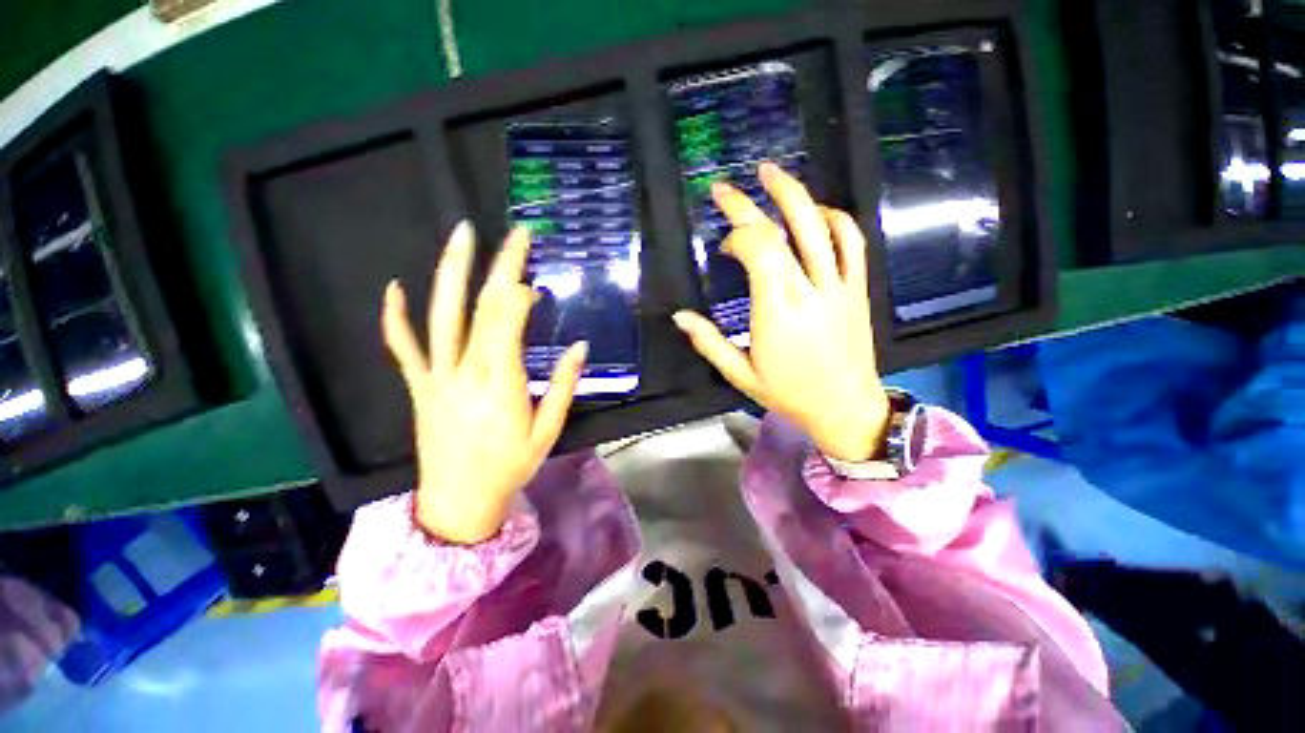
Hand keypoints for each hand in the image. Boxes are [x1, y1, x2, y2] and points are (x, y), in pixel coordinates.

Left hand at [383, 222, 587, 543]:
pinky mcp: (419, 387)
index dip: (519, 295)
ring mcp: (436, 378)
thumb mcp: (548, 431)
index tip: (534, 284)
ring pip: (440, 317)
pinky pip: (403, 348)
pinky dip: (396, 317)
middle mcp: (465, 374)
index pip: (507, 325)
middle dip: (500, 268)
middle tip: (516, 235)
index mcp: (501, 386)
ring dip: (452, 272)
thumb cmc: (511, 467)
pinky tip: (395, 287)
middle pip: (481, 310)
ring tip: (463, 236)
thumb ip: (562, 386)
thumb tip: (581, 347)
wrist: (459, 502)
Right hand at [673, 162, 889, 461]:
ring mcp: (838, 287)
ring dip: (793, 194)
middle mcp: (808, 292)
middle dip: (749, 204)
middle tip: (725, 187)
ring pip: (819, 227)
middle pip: (780, 232)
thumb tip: (679, 316)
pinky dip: (835, 218)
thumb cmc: (788, 393)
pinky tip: (815, 211)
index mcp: (777, 313)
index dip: (737, 237)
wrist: (845, 407)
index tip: (724, 247)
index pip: (758, 252)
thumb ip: (709, 342)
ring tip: (770, 173)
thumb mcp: (740, 374)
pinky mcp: (857, 289)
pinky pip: (852, 242)